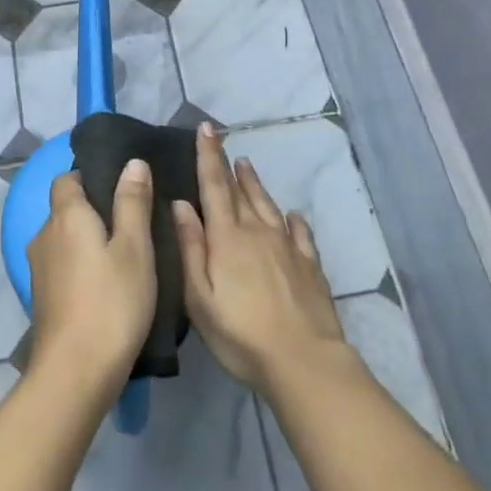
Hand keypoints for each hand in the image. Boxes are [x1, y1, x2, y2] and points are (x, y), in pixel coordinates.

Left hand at [27, 162, 157, 400]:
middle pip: (66, 209)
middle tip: (133, 224)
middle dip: (94, 211)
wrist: (75, 372)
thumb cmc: (111, 301)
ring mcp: (39, 269)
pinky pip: (62, 266)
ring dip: (88, 242)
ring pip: (64, 240)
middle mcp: (44, 235)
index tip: (122, 190)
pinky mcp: (42, 298)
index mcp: (66, 216)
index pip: (67, 178)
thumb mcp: (135, 248)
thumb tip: (132, 162)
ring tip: (124, 256)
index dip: (91, 178)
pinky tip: (106, 286)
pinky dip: (81, 267)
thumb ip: (132, 202)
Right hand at [174, 122, 345, 396]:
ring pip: (268, 205)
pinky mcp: (310, 265)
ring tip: (247, 165)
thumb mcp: (200, 298)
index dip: (208, 156)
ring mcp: (287, 246)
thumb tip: (181, 204)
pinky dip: (293, 220)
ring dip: (255, 184)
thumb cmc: (241, 334)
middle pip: (240, 191)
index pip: (214, 186)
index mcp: (227, 238)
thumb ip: (191, 248)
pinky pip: (300, 233)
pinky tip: (292, 215)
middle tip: (221, 141)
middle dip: (228, 164)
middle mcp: (258, 232)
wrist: (304, 360)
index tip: (206, 129)